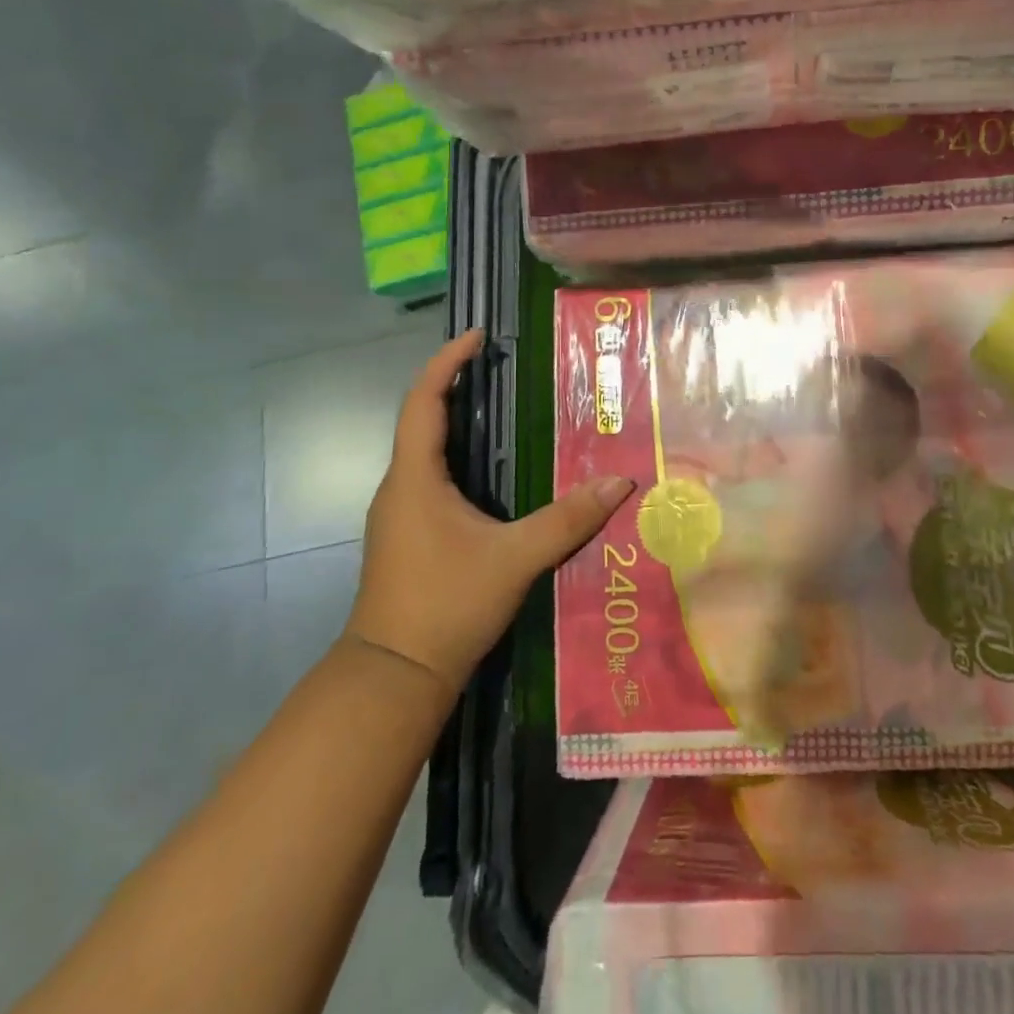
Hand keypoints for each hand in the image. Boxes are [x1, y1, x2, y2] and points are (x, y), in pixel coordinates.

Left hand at [346, 330, 634, 692]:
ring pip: (427, 453)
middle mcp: (400, 488)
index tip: (477, 336)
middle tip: (504, 370)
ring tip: (505, 412)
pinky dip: (459, 460)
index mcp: (416, 478)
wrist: (393, 677)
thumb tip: (620, 482)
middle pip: (423, 420)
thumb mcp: (516, 558)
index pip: (424, 401)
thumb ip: (568, 518)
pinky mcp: (407, 538)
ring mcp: (399, 515)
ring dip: (459, 425)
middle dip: (458, 388)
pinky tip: (494, 477)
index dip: (447, 362)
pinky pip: (432, 480)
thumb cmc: (446, 604)